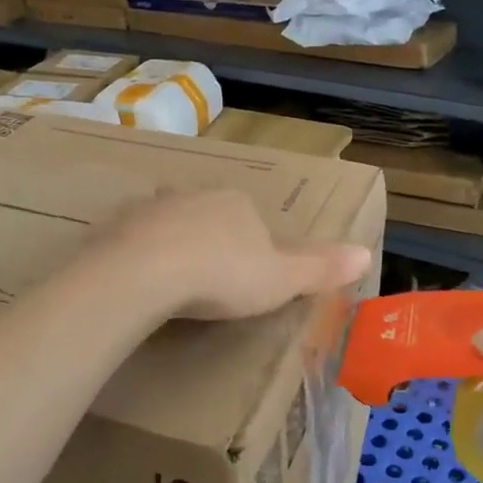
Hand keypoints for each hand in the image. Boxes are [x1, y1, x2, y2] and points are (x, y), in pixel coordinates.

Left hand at [96, 190, 372, 321]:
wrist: (146, 272)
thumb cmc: (223, 275)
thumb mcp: (282, 278)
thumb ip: (320, 267)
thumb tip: (366, 254)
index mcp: (236, 203)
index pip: (252, 221)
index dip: (252, 252)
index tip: (246, 284)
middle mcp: (193, 195)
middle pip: (209, 219)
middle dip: (211, 246)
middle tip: (208, 287)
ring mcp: (150, 208)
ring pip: (168, 227)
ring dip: (172, 248)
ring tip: (172, 287)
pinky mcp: (116, 227)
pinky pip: (133, 242)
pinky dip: (139, 258)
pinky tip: (138, 284)